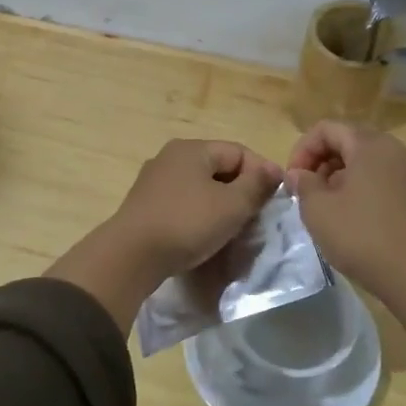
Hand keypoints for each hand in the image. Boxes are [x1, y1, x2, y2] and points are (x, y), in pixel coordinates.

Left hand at [48, 140, 281, 332]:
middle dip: (241, 190)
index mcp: (192, 149)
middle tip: (256, 216)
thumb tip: (274, 170)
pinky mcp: (145, 205)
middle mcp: (170, 157)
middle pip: (218, 168)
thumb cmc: (187, 223)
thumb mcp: (232, 205)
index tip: (275, 200)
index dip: (262, 172)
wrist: (131, 256)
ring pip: (200, 187)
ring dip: (220, 204)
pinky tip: (205, 234)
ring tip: (234, 228)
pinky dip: (199, 214)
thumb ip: (256, 185)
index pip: (239, 152)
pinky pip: (183, 203)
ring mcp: (154, 181)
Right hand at [287, 121, 405, 359]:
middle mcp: (395, 149)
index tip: (293, 180)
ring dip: (341, 175)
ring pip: (367, 160)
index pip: (327, 129)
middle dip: (322, 162)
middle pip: (349, 140)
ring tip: (328, 206)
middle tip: (308, 193)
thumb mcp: (318, 210)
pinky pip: (383, 177)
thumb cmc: (362, 235)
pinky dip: (363, 186)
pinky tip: (353, 215)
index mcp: (370, 144)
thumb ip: (303, 184)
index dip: (302, 150)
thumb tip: (299, 174)